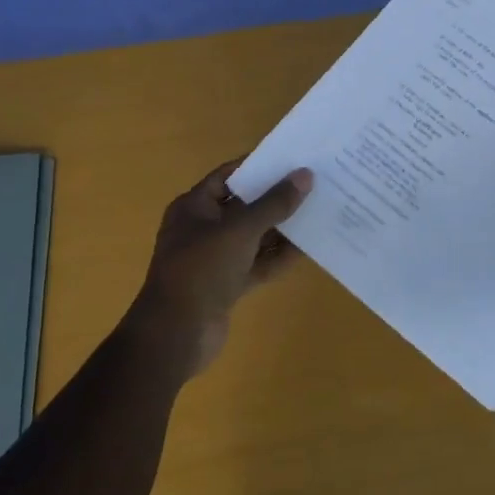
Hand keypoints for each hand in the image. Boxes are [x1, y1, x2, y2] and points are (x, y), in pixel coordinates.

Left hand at [131, 159, 313, 374]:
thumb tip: (305, 175)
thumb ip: (274, 203)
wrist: (176, 335)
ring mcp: (215, 258)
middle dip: (276, 198)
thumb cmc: (201, 270)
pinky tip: (308, 250)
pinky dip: (278, 258)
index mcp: (195, 207)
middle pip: (245, 205)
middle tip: (314, 184)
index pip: (229, 175)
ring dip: (281, 229)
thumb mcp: (240, 230)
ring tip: (319, 213)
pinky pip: (257, 264)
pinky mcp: (227, 285)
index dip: (259, 165)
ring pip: (254, 237)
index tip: (293, 158)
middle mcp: (203, 228)